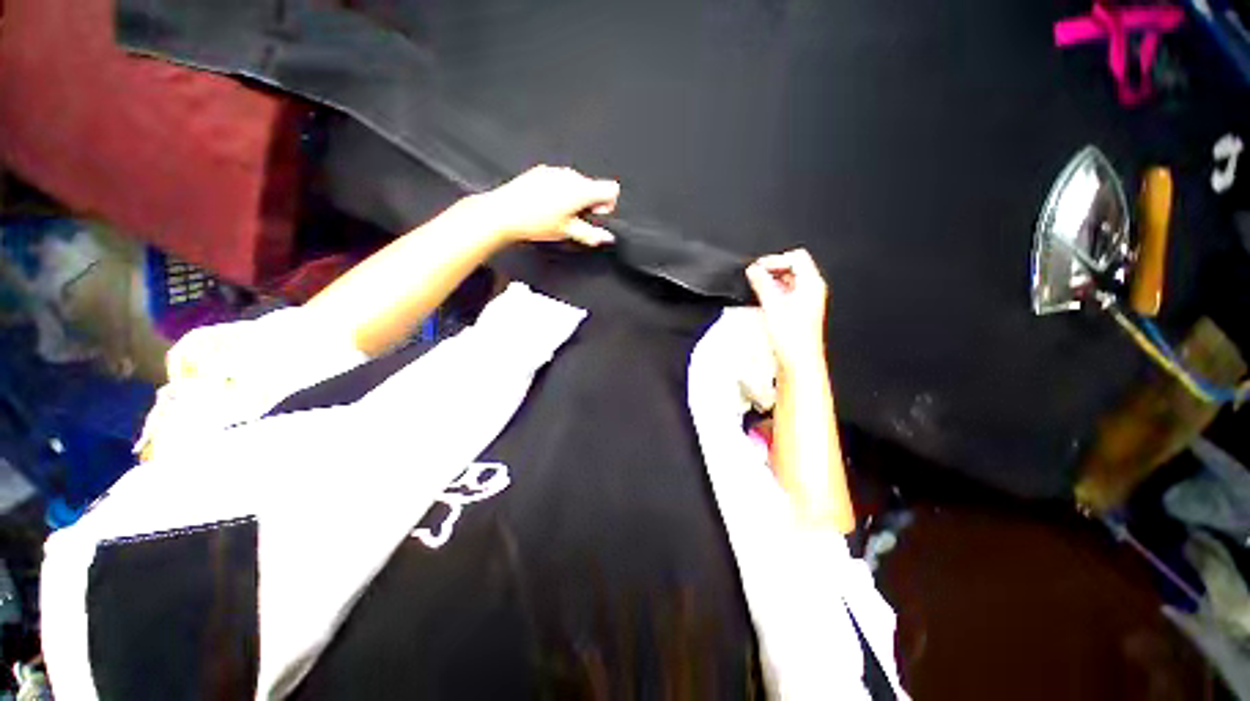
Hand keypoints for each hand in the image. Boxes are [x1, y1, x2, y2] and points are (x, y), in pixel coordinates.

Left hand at [475, 165, 619, 245]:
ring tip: (558, 214)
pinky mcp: (542, 171)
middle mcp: (571, 176)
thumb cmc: (537, 223)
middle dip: (590, 203)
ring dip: (574, 198)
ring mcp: (555, 171)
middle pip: (593, 186)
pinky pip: (561, 180)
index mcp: (581, 190)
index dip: (607, 204)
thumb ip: (591, 234)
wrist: (504, 212)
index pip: (611, 189)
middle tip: (574, 219)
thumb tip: (607, 237)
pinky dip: (560, 192)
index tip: (594, 215)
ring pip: (577, 184)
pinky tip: (546, 205)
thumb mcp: (567, 232)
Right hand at [745, 249, 828, 373]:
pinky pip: (785, 294)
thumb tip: (754, 269)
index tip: (758, 267)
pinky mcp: (798, 311)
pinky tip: (763, 301)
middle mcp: (812, 290)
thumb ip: (762, 283)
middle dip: (772, 269)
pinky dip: (773, 293)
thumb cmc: (793, 339)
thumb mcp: (773, 306)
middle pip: (792, 267)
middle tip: (754, 276)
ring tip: (756, 289)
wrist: (798, 362)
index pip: (796, 257)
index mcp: (812, 284)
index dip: (775, 259)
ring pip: (787, 281)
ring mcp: (805, 301)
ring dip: (771, 282)